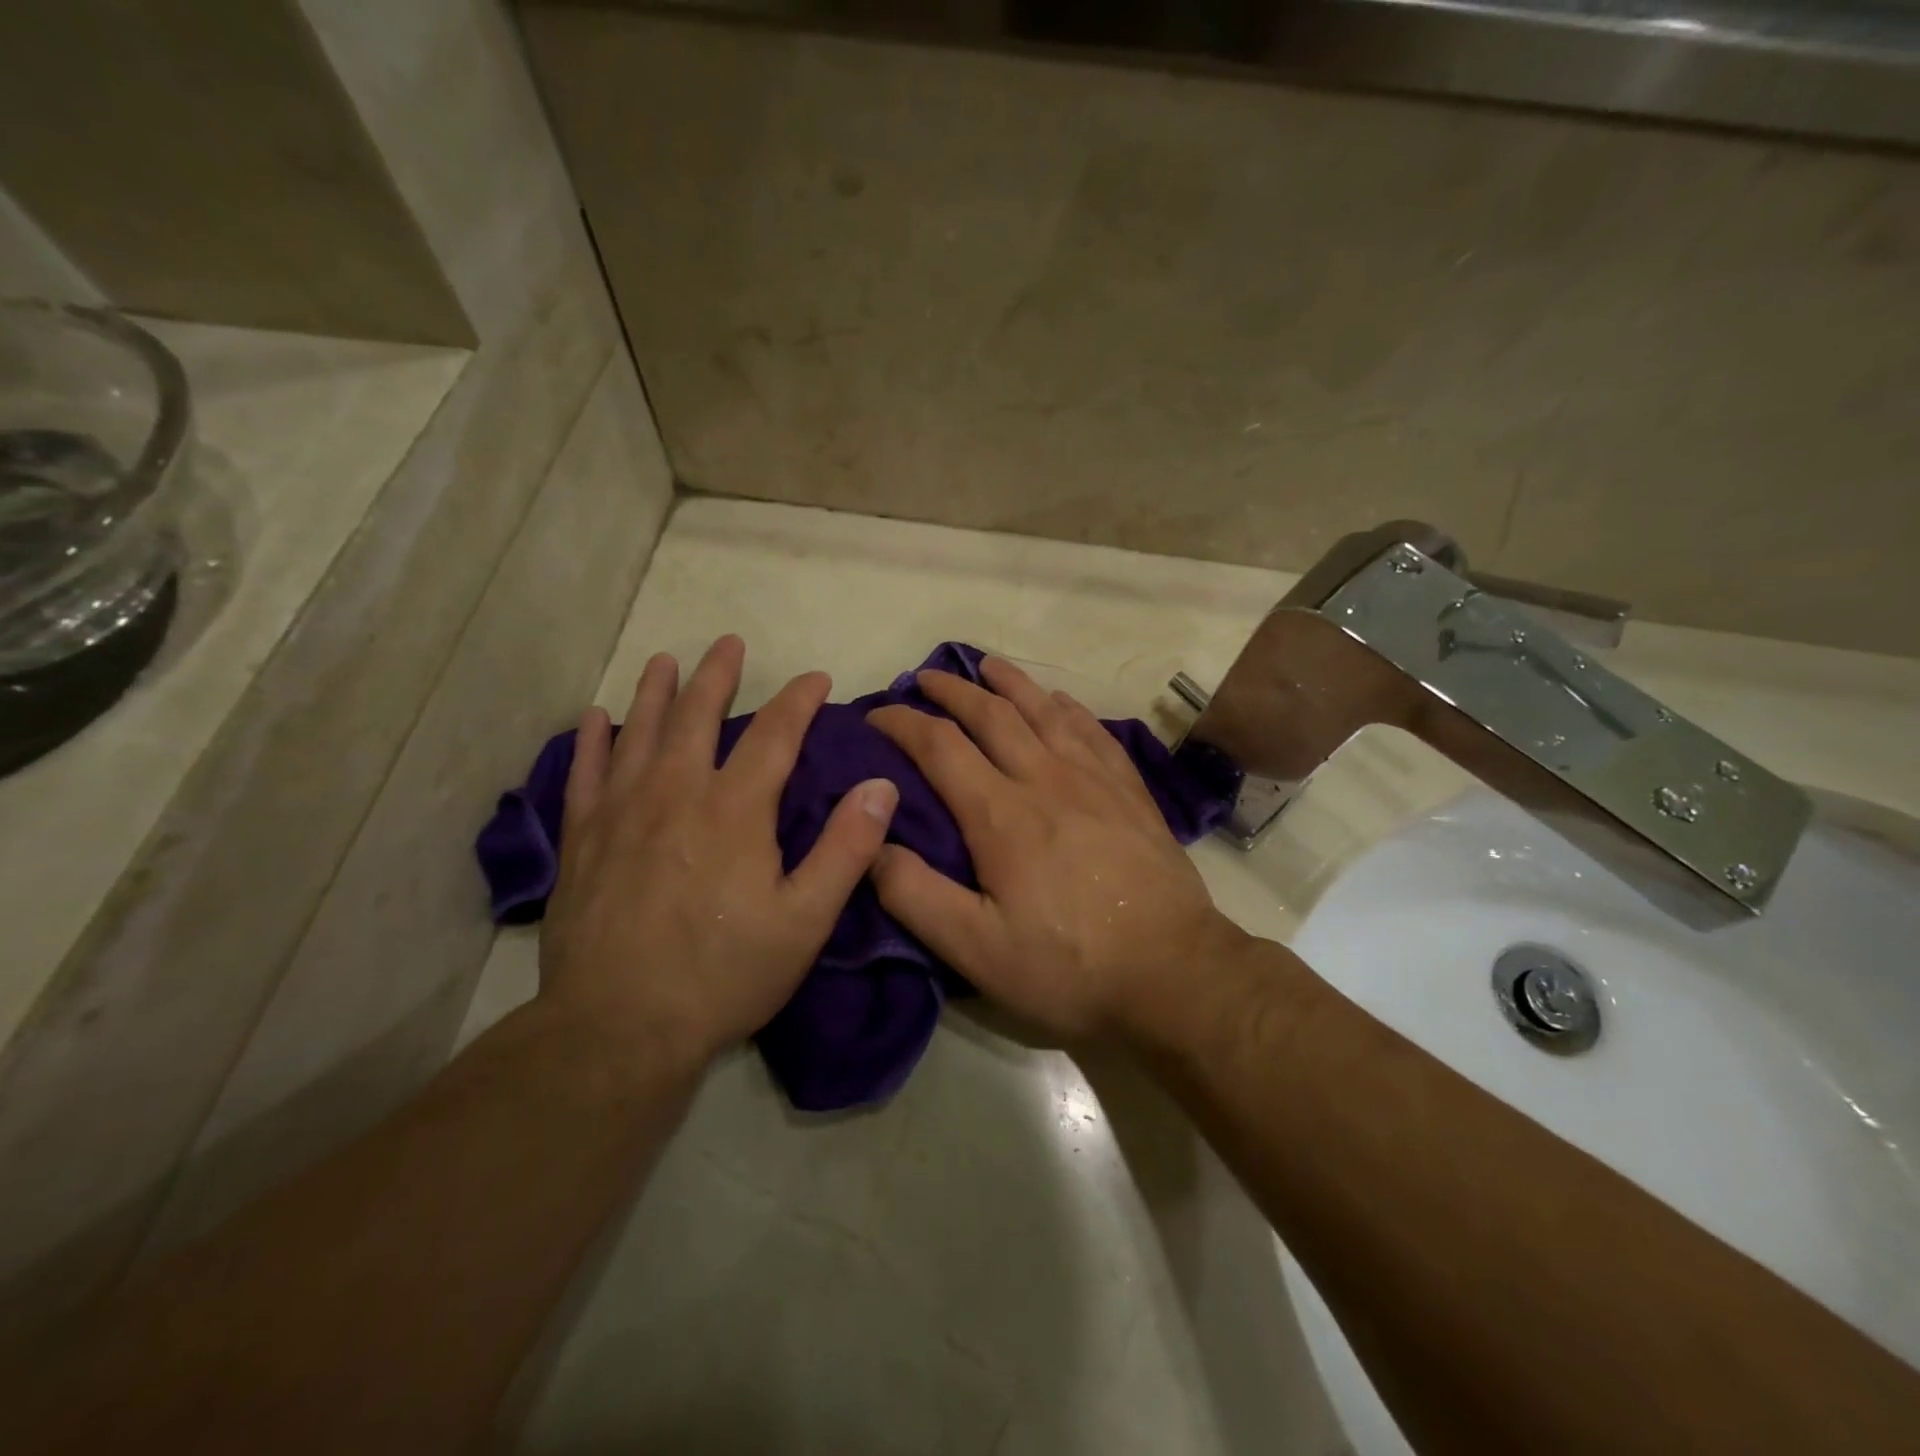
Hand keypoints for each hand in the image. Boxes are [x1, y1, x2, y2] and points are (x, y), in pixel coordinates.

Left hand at [540, 636, 899, 1065]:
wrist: (619, 1027)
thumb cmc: (725, 973)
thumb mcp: (806, 919)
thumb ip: (846, 849)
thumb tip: (879, 786)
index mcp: (735, 809)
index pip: (774, 734)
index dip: (798, 700)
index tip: (815, 679)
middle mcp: (675, 793)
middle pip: (696, 716)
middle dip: (717, 675)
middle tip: (728, 642)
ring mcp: (621, 813)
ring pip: (639, 733)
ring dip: (654, 692)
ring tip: (663, 660)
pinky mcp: (582, 840)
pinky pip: (584, 775)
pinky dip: (590, 742)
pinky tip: (594, 718)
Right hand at [867, 657, 1244, 1042]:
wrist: (1173, 971)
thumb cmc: (1068, 965)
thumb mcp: (976, 949)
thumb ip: (915, 895)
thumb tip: (873, 843)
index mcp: (1001, 814)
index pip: (940, 746)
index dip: (902, 722)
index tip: (876, 714)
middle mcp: (1045, 778)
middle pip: (992, 714)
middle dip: (952, 690)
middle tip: (924, 677)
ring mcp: (1094, 779)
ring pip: (1045, 710)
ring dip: (1010, 682)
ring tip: (986, 665)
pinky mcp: (1130, 790)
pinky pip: (1092, 730)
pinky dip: (1067, 707)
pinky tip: (1059, 701)